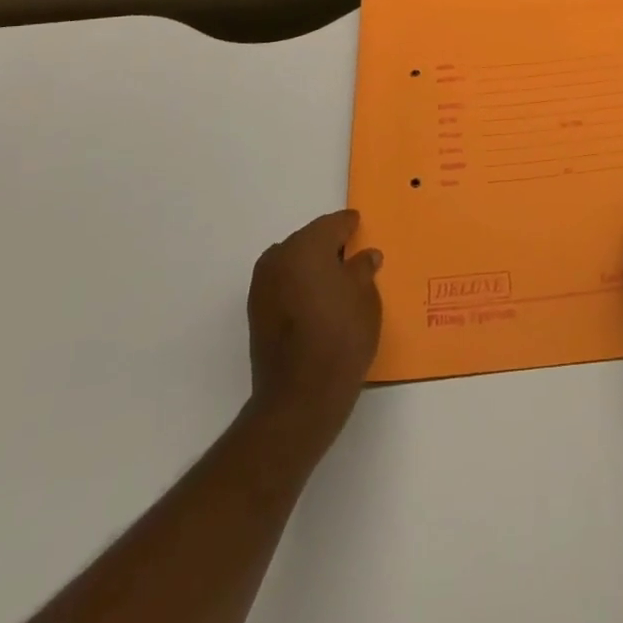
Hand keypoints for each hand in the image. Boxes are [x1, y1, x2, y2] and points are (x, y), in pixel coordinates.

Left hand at [246, 210, 382, 452]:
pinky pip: (283, 284)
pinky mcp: (256, 312)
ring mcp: (262, 285)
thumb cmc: (340, 338)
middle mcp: (279, 257)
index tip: (360, 226)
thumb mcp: (365, 298)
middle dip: (329, 245)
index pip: (333, 224)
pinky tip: (317, 302)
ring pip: (293, 262)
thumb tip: (365, 256)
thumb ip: (363, 269)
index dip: (349, 225)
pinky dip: (299, 285)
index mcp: (307, 245)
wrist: (299, 398)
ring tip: (335, 282)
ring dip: (311, 266)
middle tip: (352, 256)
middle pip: (309, 240)